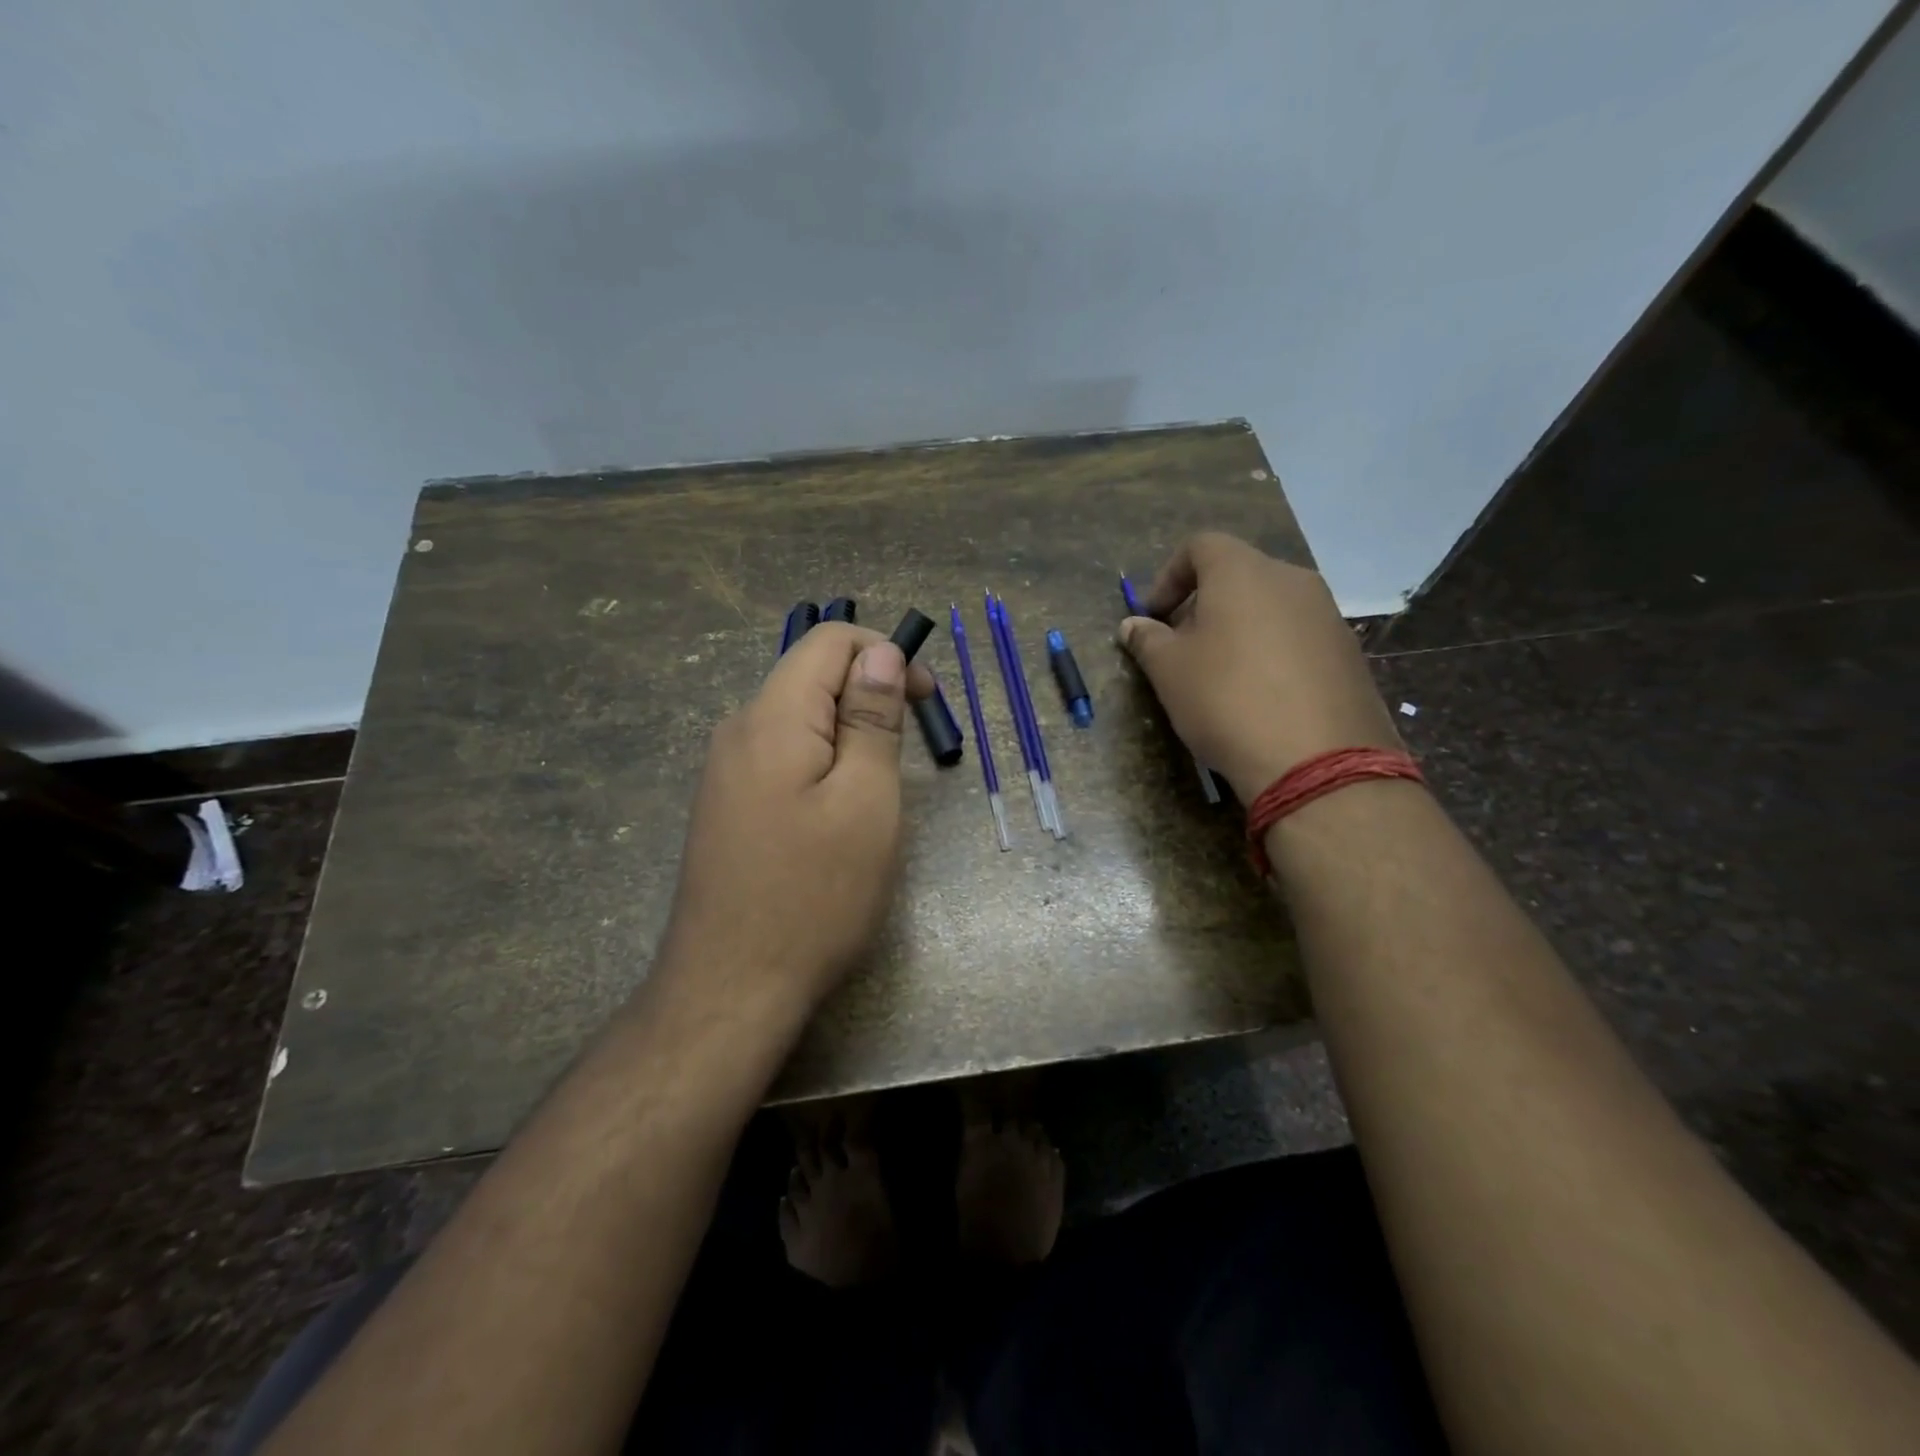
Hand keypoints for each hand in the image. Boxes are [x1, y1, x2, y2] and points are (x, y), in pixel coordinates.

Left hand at [656, 624, 934, 1025]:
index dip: (886, 654)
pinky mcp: (725, 804)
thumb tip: (881, 654)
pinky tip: (836, 816)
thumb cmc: (814, 895)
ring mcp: (724, 770)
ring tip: (877, 796)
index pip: (830, 641)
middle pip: (812, 677)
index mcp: (771, 717)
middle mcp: (738, 730)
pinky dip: (822, 763)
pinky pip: (781, 756)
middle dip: (870, 697)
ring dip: (849, 736)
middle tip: (908, 758)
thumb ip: (873, 718)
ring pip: (799, 720)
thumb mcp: (866, 801)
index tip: (927, 701)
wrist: (730, 988)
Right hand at [1120, 532, 1400, 801]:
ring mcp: (1327, 614)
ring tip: (1220, 675)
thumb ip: (1147, 640)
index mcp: (1243, 572)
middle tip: (1182, 648)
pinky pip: (1297, 635)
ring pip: (1269, 606)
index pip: (1200, 546)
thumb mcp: (1169, 671)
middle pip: (1237, 575)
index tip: (1154, 617)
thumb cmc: (1226, 700)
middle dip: (1202, 605)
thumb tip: (1133, 625)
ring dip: (1238, 628)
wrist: (1316, 760)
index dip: (1169, 576)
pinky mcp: (1348, 651)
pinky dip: (1271, 650)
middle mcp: (1291, 579)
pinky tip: (1260, 695)